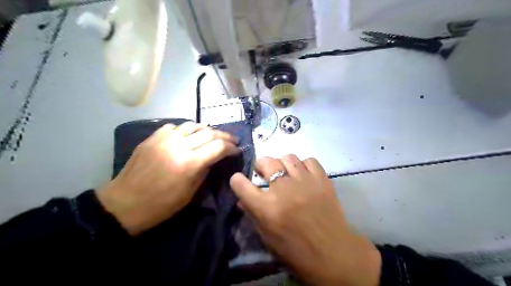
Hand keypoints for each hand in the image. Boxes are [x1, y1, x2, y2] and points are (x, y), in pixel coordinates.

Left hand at [98, 121, 240, 235]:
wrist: (124, 203)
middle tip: (231, 141)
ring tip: (213, 134)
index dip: (231, 147)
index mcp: (189, 163)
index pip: (218, 147)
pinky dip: (186, 129)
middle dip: (224, 136)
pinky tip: (188, 135)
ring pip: (192, 125)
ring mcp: (164, 139)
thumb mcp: (190, 193)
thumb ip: (205, 171)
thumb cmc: (161, 205)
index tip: (237, 150)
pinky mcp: (152, 137)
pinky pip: (174, 127)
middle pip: (208, 132)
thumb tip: (214, 158)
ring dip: (207, 129)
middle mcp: (178, 146)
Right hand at [230, 155, 380, 285]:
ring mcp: (304, 181)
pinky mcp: (322, 179)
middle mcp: (283, 189)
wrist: (333, 253)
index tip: (240, 180)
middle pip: (266, 162)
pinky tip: (304, 175)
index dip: (237, 180)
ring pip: (288, 157)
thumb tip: (243, 200)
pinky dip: (304, 165)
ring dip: (282, 164)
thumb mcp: (268, 237)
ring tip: (286, 173)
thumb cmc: (296, 250)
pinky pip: (309, 161)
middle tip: (265, 173)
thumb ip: (253, 215)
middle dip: (261, 165)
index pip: (241, 184)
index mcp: (266, 208)